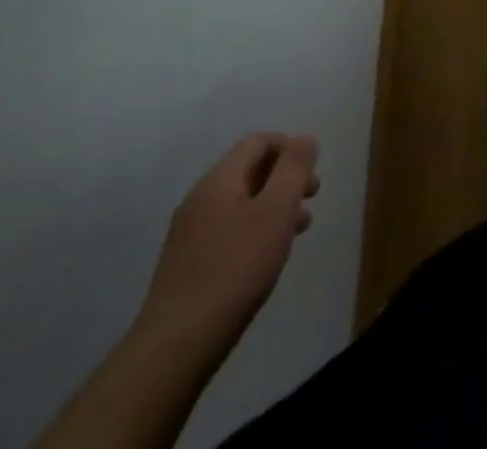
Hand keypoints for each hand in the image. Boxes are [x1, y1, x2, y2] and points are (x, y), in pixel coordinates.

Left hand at [134, 132, 319, 356]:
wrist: (175, 347)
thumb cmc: (235, 270)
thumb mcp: (276, 211)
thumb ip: (293, 169)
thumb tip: (304, 138)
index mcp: (219, 179)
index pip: (258, 141)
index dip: (289, 148)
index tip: (311, 173)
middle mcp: (200, 198)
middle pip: (249, 169)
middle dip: (284, 178)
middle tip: (311, 199)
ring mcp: (189, 233)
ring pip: (240, 202)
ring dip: (272, 206)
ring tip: (297, 231)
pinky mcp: (187, 264)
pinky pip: (228, 229)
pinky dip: (254, 230)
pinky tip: (266, 258)